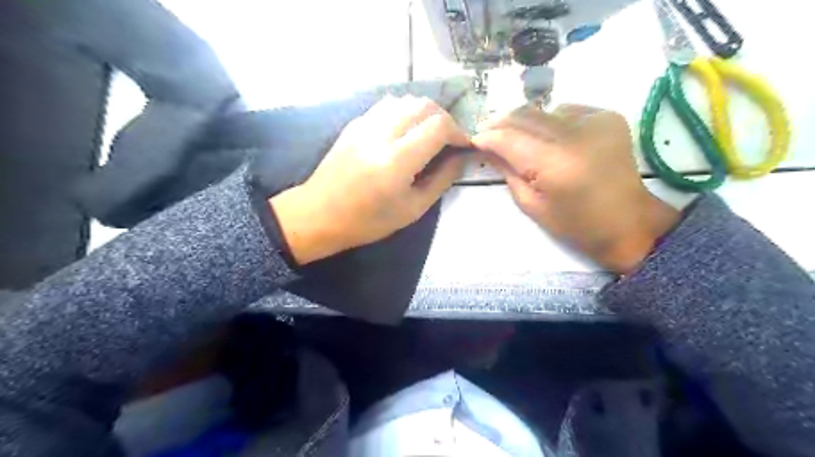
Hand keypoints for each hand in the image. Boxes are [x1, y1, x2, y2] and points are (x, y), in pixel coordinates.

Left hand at [270, 96, 468, 265]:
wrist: (319, 214)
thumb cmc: (368, 221)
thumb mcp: (412, 209)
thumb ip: (441, 180)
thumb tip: (462, 158)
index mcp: (396, 161)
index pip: (439, 126)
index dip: (458, 132)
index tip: (463, 146)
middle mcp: (381, 134)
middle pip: (424, 105)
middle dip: (444, 119)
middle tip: (448, 140)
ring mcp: (364, 125)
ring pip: (405, 100)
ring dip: (424, 113)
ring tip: (428, 135)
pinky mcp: (354, 124)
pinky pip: (387, 106)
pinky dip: (404, 113)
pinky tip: (405, 132)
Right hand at [475, 105, 678, 272]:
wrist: (627, 222)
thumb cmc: (575, 223)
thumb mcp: (531, 204)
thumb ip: (507, 170)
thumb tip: (487, 146)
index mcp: (555, 164)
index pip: (509, 138)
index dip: (488, 137)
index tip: (474, 140)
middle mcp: (576, 134)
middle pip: (525, 115)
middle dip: (501, 123)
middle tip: (488, 133)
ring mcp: (595, 120)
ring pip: (543, 110)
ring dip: (526, 122)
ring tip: (520, 139)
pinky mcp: (607, 116)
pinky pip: (565, 111)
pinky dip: (551, 122)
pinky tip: (552, 139)